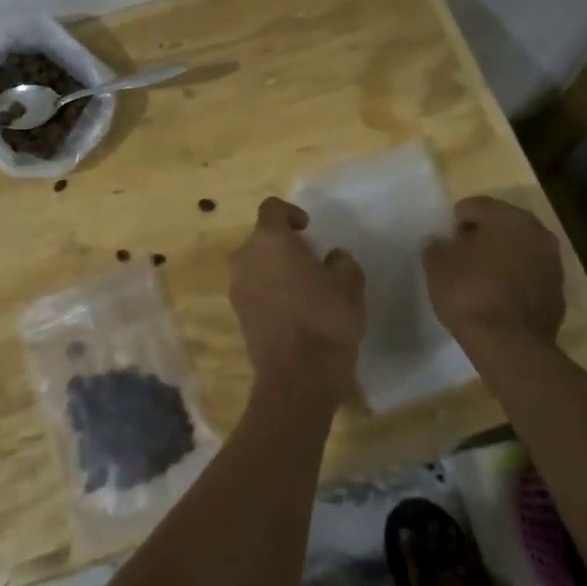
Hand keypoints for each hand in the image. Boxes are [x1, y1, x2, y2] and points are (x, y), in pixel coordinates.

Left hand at [228, 197, 365, 411]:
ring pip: (255, 266)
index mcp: (269, 240)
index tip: (309, 229)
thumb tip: (333, 258)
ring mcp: (237, 288)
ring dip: (274, 269)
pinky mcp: (238, 315)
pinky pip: (254, 290)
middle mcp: (245, 258)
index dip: (291, 213)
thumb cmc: (326, 318)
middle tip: (310, 260)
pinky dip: (269, 292)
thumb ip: (341, 262)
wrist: (298, 376)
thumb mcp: (349, 283)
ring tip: (303, 288)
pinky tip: (293, 310)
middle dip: (283, 245)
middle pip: (261, 239)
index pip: (272, 209)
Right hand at [422, 196, 566, 347]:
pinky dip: (514, 282)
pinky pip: (529, 278)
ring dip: (501, 258)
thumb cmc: (469, 291)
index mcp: (510, 218)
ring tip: (477, 278)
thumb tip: (441, 243)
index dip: (457, 218)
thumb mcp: (437, 263)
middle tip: (460, 254)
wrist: (509, 344)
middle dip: (482, 236)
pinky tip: (495, 298)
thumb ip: (436, 245)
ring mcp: (553, 266)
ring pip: (520, 251)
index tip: (445, 237)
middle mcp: (538, 234)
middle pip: (504, 226)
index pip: (478, 205)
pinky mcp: (558, 296)